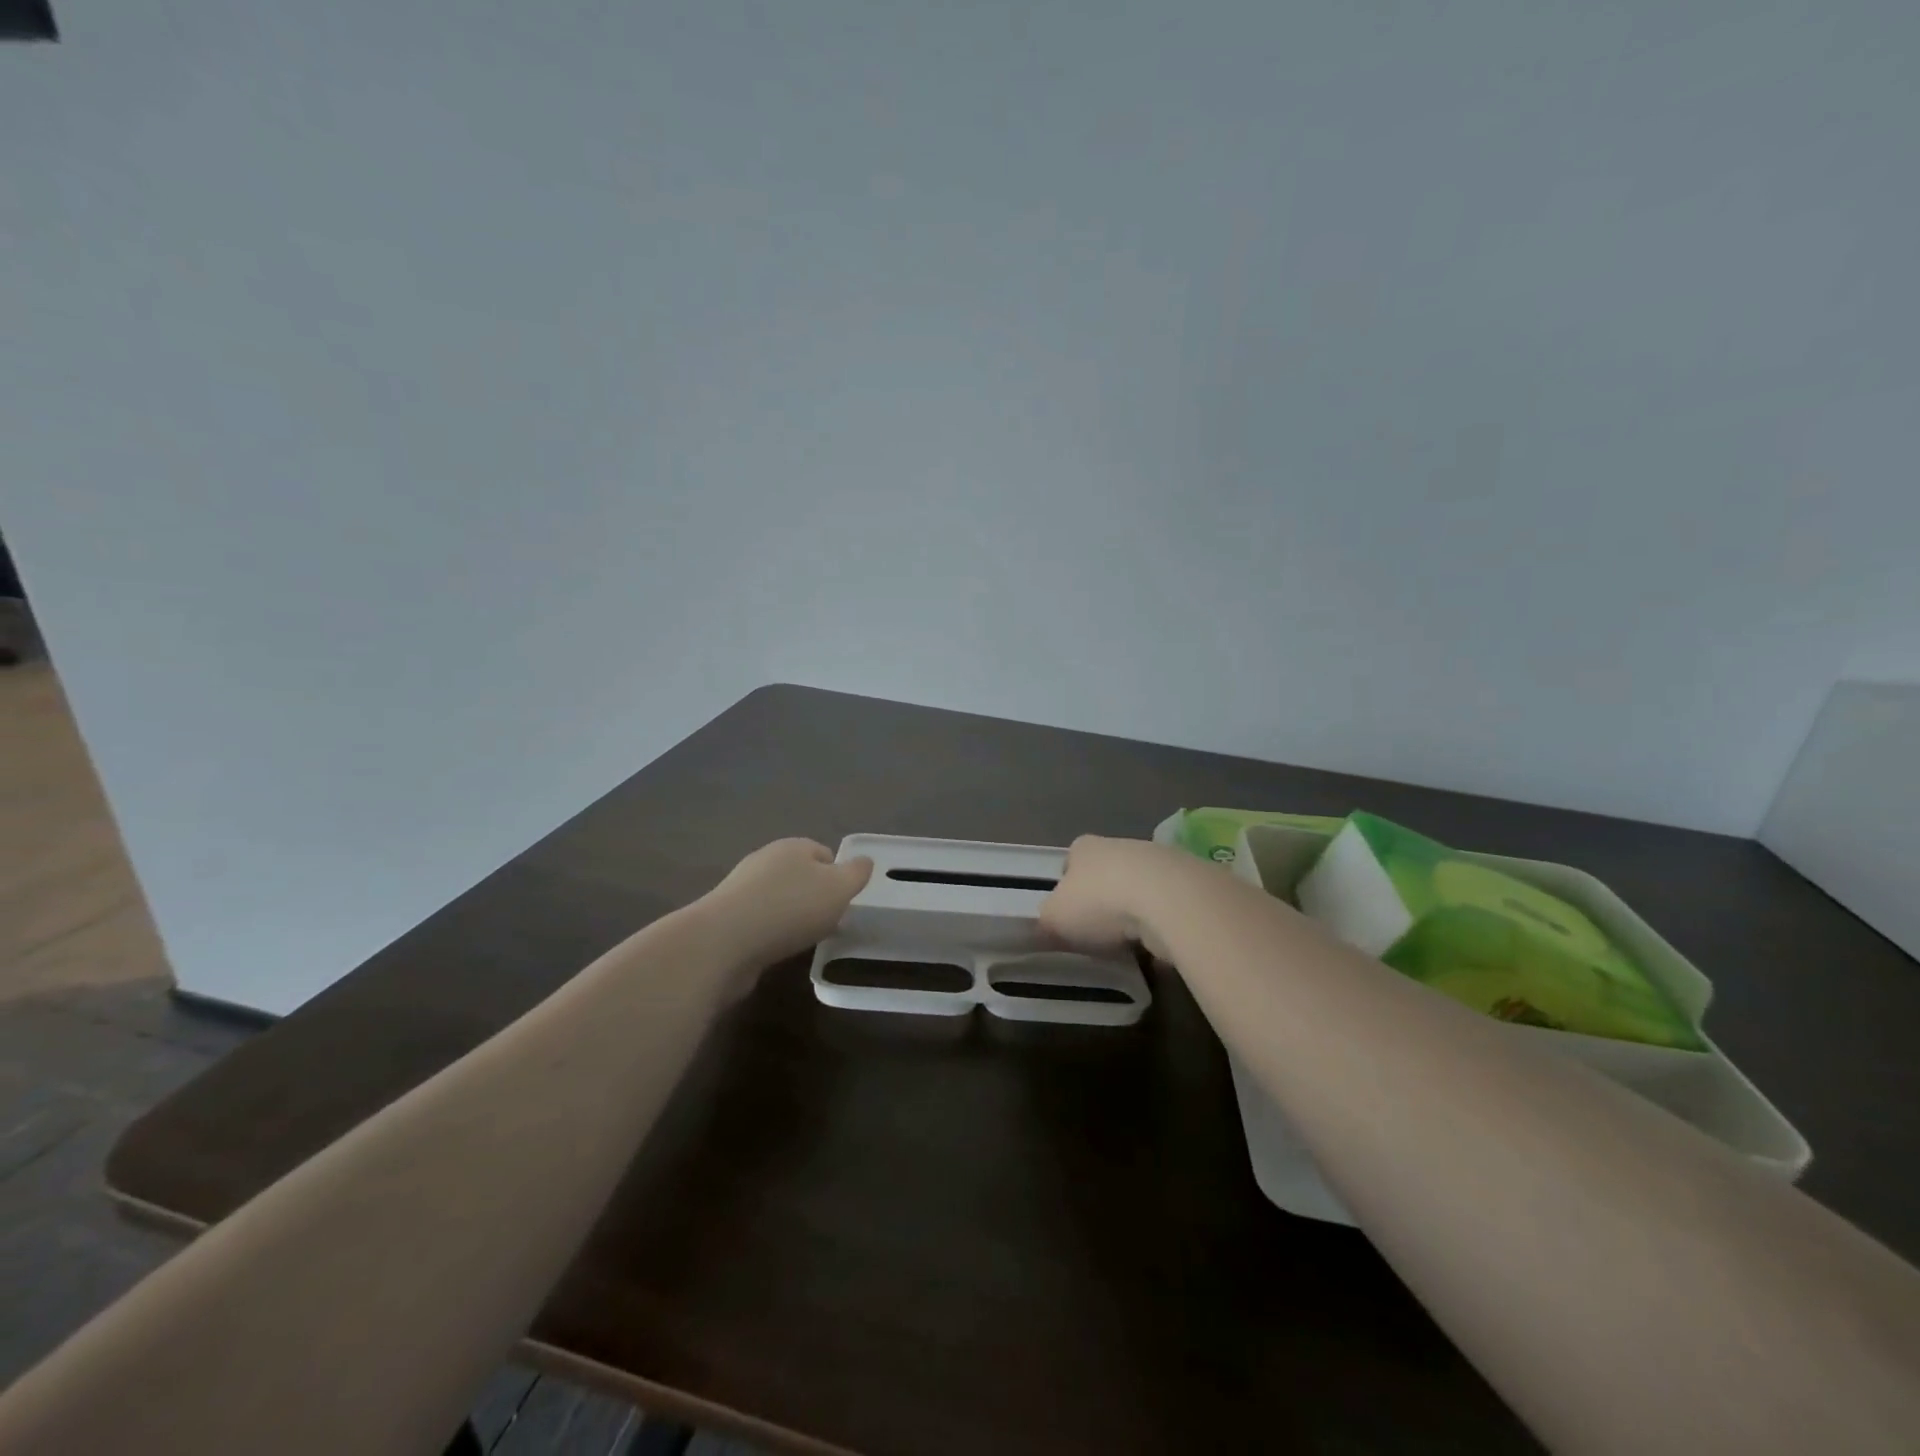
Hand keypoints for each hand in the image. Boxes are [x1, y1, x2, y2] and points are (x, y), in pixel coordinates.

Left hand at [702, 838, 874, 973]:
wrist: (724, 942)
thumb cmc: (790, 908)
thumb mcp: (839, 888)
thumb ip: (856, 873)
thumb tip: (864, 861)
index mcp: (793, 846)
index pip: (824, 853)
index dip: (839, 876)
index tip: (845, 903)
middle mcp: (765, 860)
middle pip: (800, 875)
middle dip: (815, 897)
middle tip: (828, 923)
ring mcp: (741, 888)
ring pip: (779, 898)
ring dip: (792, 916)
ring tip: (803, 940)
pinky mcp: (726, 918)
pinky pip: (759, 921)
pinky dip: (771, 933)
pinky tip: (776, 950)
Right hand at [1038, 835, 1177, 961]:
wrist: (1167, 900)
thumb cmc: (1100, 902)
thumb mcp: (1054, 918)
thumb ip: (1047, 921)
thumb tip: (1047, 927)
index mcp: (1084, 848)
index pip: (1070, 862)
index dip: (1068, 888)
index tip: (1069, 915)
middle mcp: (1120, 846)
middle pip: (1107, 874)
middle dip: (1104, 901)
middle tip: (1099, 934)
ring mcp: (1159, 861)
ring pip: (1140, 890)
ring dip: (1136, 913)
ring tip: (1130, 945)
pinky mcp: (1189, 883)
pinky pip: (1168, 908)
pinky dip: (1162, 925)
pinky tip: (1158, 947)